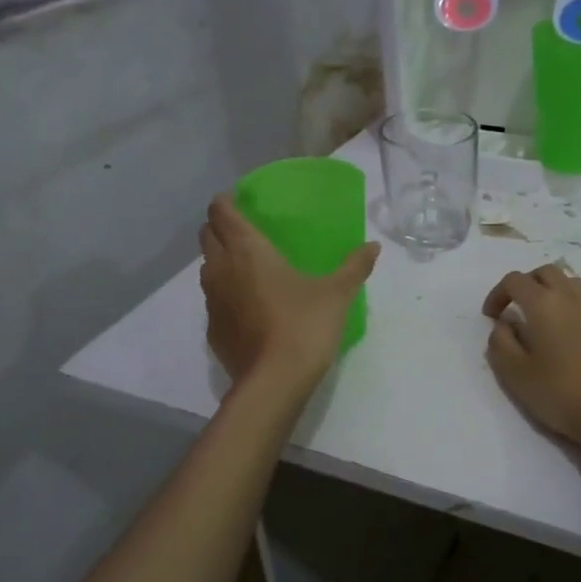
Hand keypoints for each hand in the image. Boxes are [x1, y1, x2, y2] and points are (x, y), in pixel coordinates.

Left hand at [200, 194, 379, 387]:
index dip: (226, 202)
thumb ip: (355, 266)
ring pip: (207, 268)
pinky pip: (214, 300)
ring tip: (248, 268)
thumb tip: (374, 246)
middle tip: (246, 231)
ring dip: (220, 260)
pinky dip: (226, 294)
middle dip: (220, 227)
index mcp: (248, 250)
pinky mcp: (213, 329)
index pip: (221, 212)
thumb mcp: (337, 294)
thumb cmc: (304, 325)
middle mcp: (221, 269)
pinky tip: (249, 307)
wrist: (275, 381)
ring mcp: (213, 301)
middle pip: (207, 235)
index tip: (240, 201)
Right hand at [482, 264, 580, 448]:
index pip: (514, 280)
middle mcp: (570, 295)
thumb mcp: (514, 373)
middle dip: (525, 284)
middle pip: (544, 272)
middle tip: (515, 309)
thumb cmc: (558, 392)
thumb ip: (500, 342)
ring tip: (542, 317)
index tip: (491, 317)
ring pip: (569, 281)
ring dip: (550, 290)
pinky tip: (569, 328)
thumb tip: (503, 324)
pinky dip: (571, 302)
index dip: (497, 294)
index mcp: (543, 303)